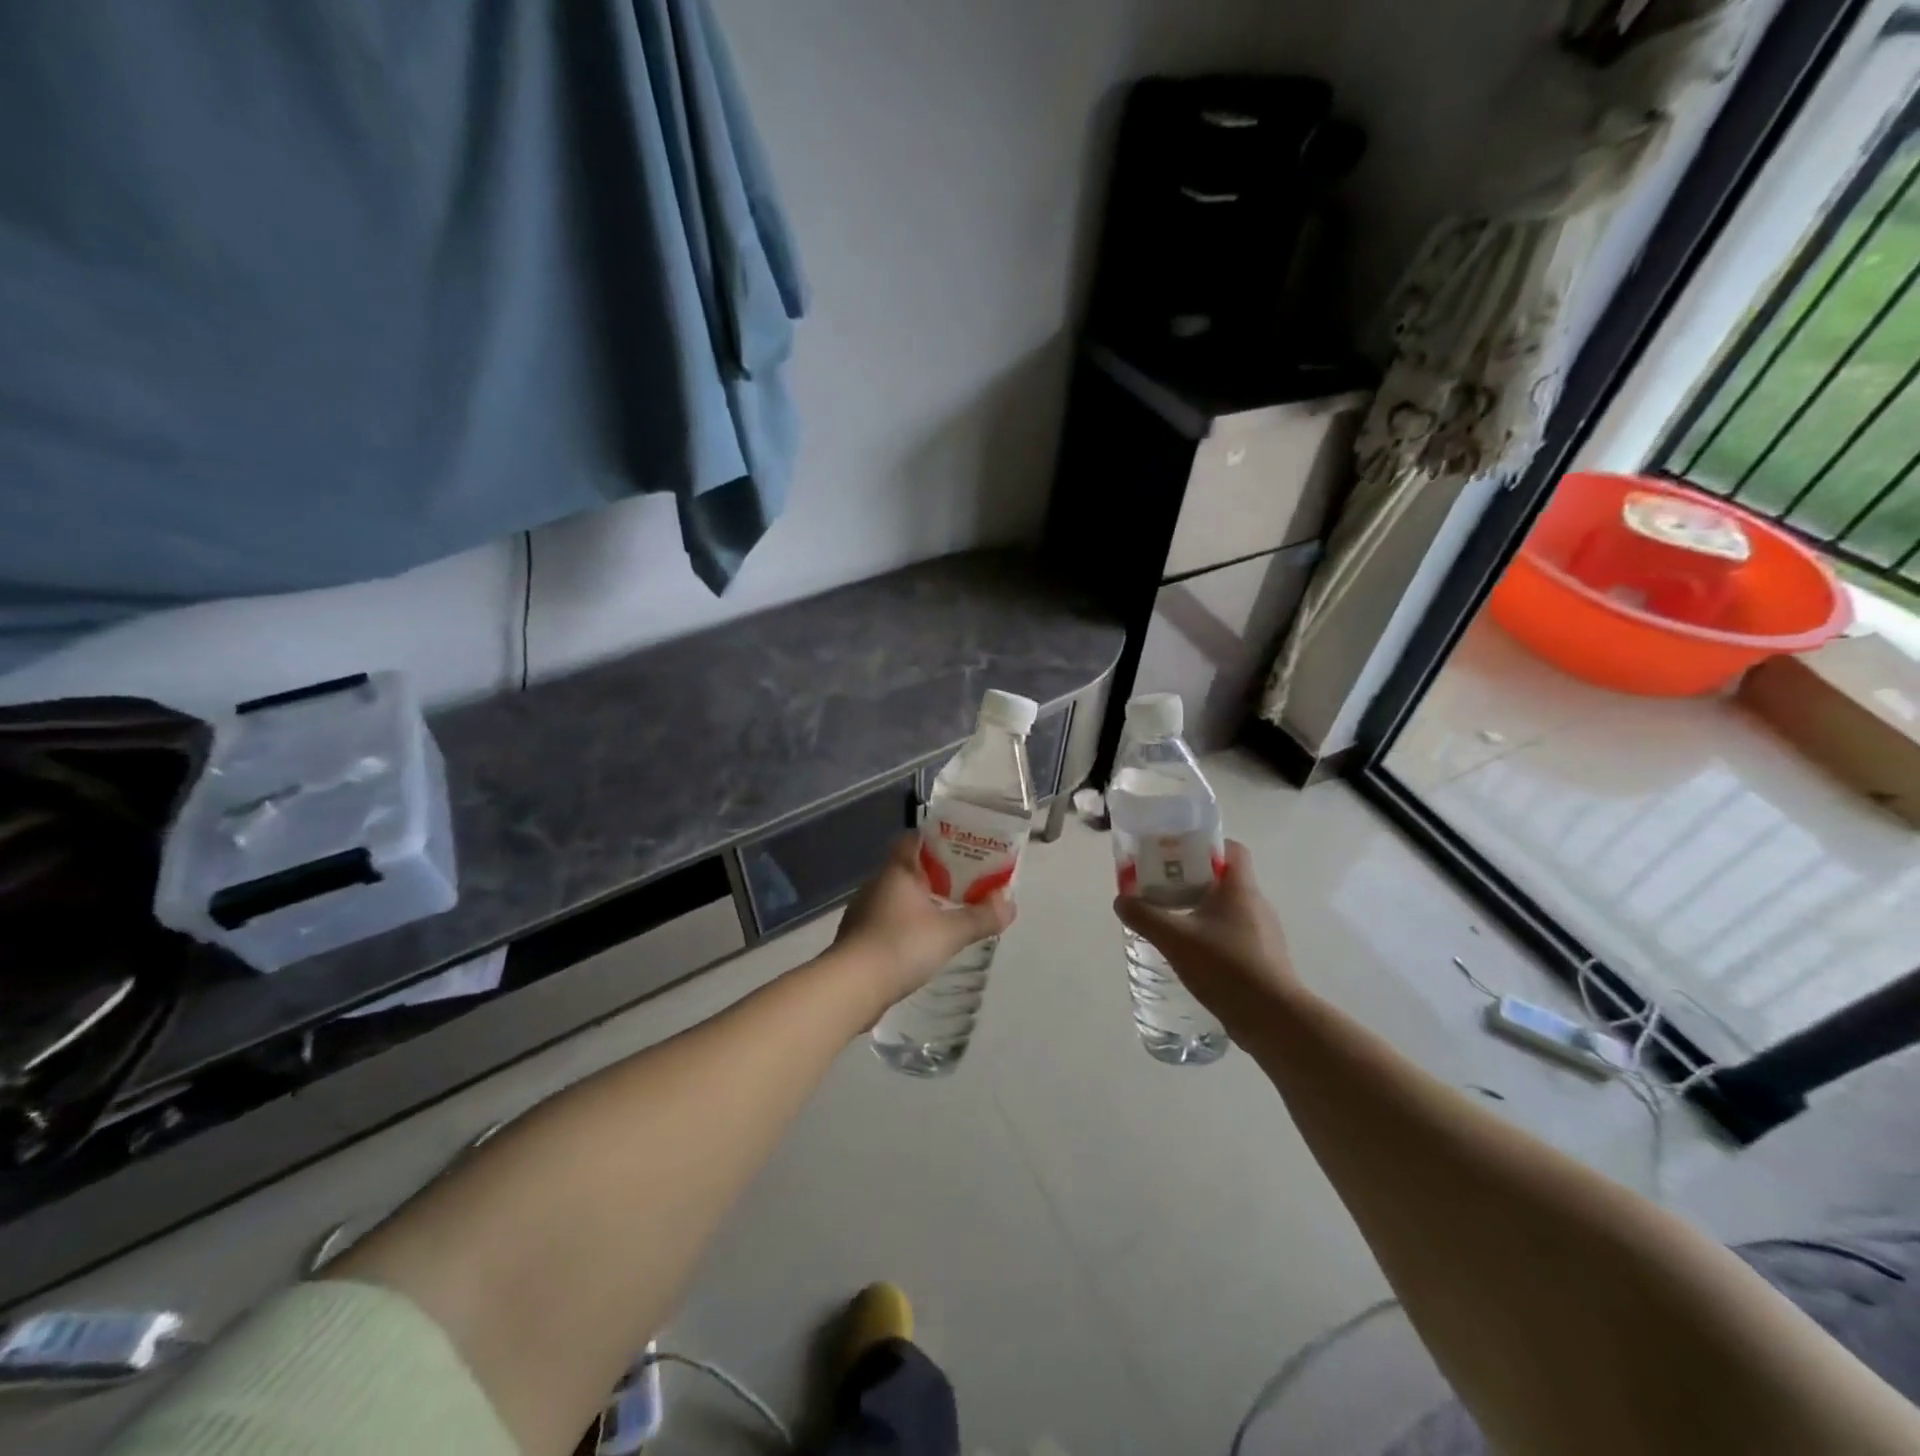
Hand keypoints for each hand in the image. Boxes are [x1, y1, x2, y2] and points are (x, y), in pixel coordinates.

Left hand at [835, 834, 1015, 1006]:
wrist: (851, 987)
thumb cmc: (901, 946)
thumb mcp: (950, 932)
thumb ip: (981, 917)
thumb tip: (1010, 903)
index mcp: (897, 870)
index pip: (915, 839)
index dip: (939, 839)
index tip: (963, 847)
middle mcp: (878, 883)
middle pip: (910, 867)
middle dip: (938, 873)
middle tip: (967, 882)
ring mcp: (865, 910)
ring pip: (899, 896)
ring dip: (923, 900)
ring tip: (950, 912)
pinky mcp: (860, 937)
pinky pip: (890, 920)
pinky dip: (908, 924)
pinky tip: (923, 941)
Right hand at [1114, 840, 1298, 1026]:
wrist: (1273, 1019)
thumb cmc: (1226, 967)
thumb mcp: (1175, 939)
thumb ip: (1144, 916)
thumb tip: (1121, 900)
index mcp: (1240, 888)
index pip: (1231, 848)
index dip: (1205, 845)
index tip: (1177, 854)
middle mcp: (1256, 904)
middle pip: (1225, 878)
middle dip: (1193, 879)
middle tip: (1162, 888)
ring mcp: (1264, 932)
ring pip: (1228, 908)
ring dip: (1201, 909)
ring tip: (1172, 921)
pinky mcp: (1263, 958)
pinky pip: (1234, 933)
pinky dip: (1212, 934)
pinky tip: (1192, 953)